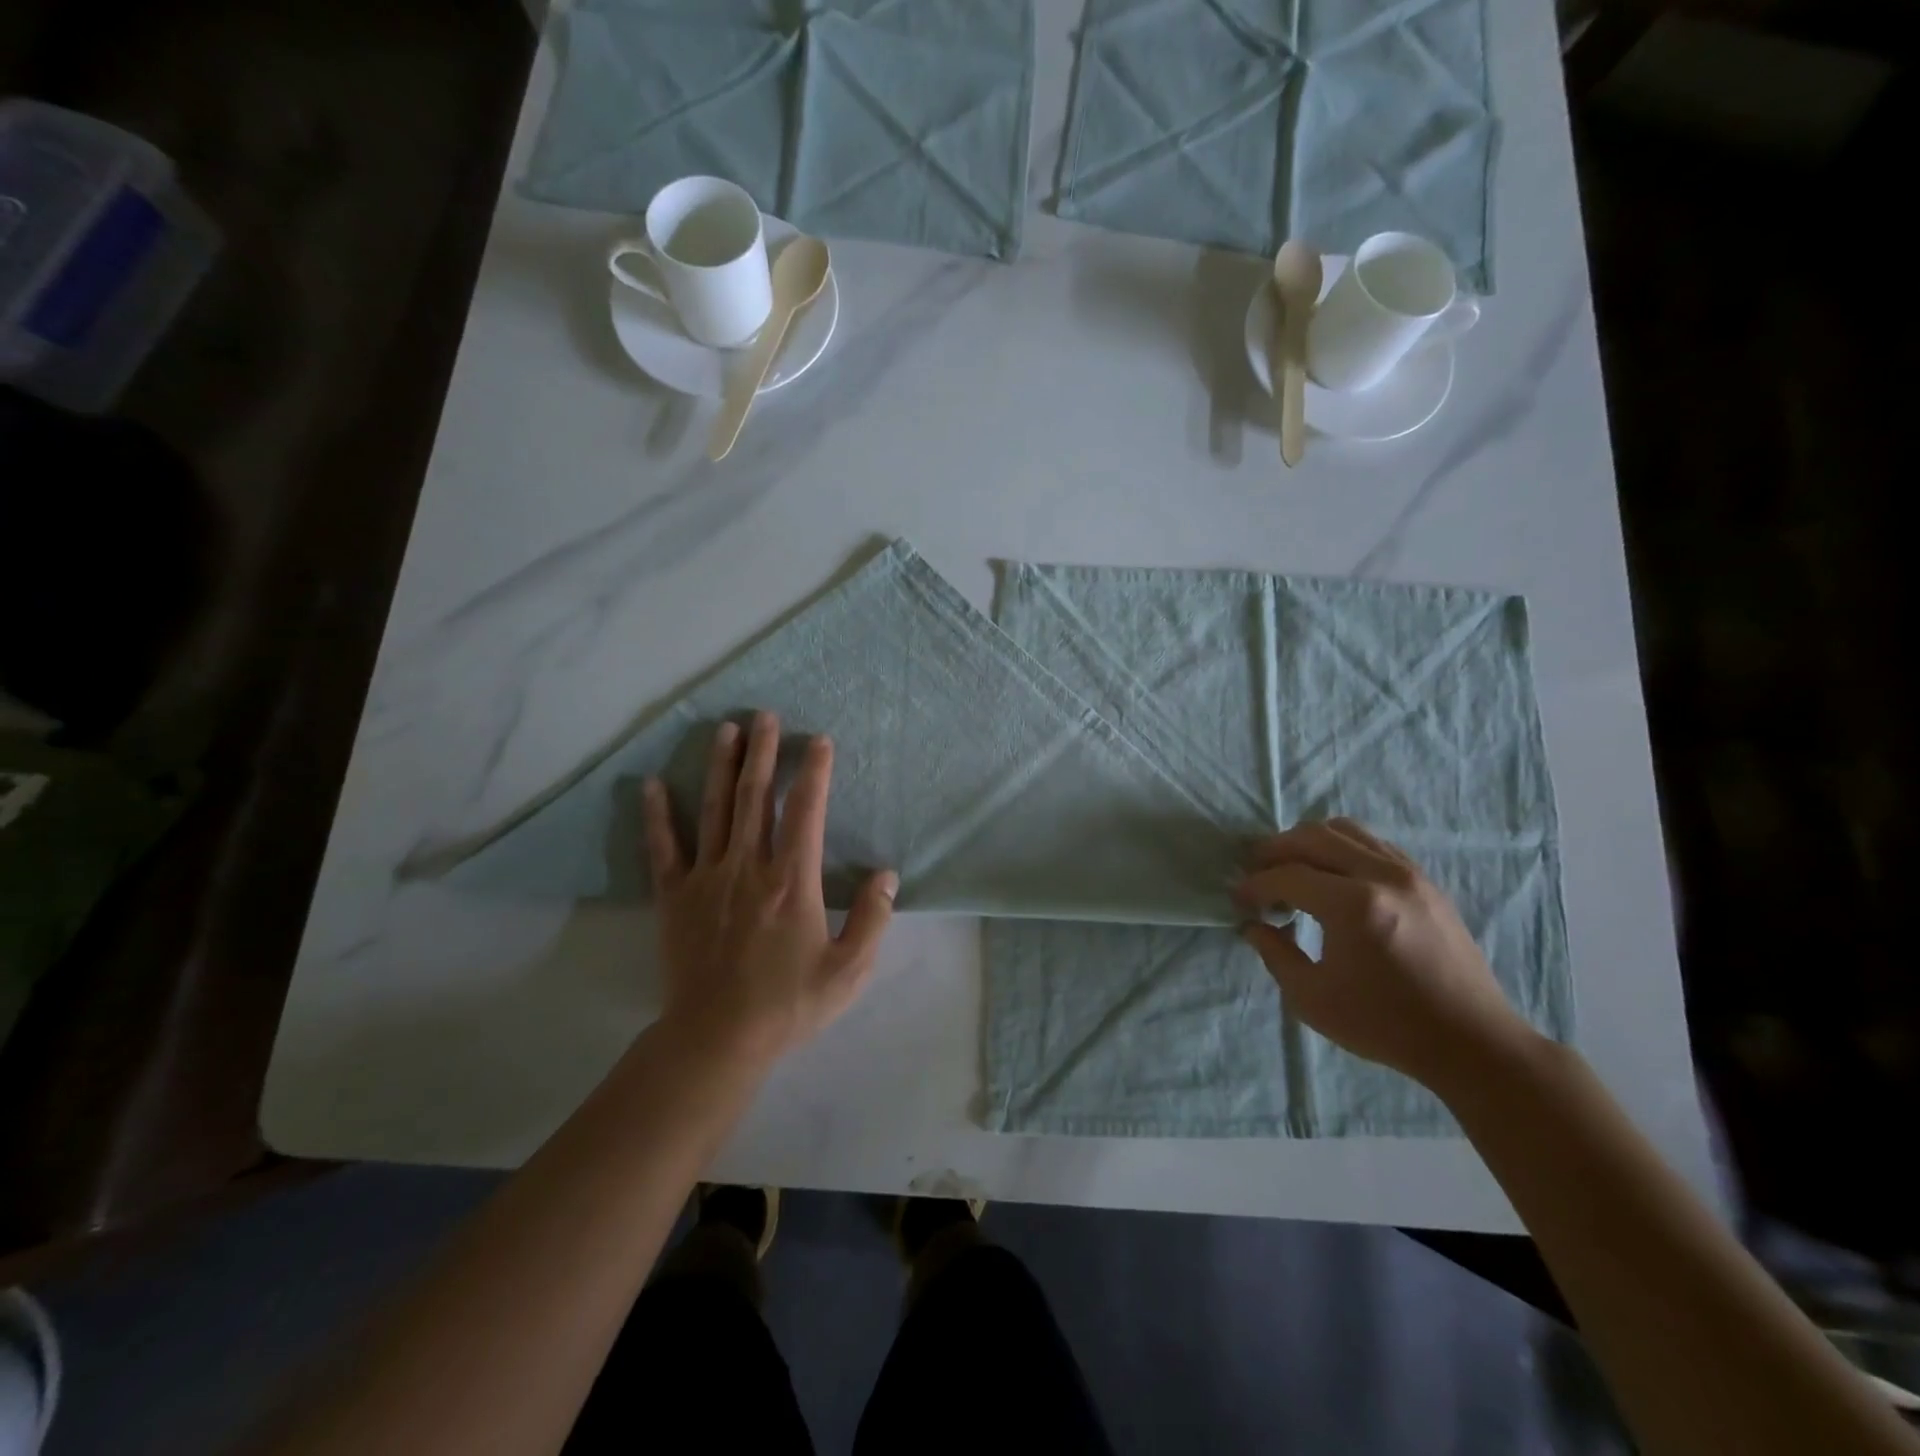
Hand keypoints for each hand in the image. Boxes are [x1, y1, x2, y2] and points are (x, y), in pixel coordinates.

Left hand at [641, 711, 896, 1073]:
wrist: (717, 1038)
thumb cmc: (788, 1004)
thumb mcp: (849, 970)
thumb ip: (872, 918)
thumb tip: (886, 874)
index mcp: (792, 880)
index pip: (806, 812)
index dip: (815, 773)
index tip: (819, 741)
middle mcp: (748, 867)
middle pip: (756, 797)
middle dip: (764, 753)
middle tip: (766, 715)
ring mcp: (706, 878)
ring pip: (716, 810)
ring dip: (722, 767)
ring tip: (726, 730)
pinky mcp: (674, 897)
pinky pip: (664, 849)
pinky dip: (658, 816)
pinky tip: (652, 785)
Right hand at [1234, 819, 1533, 1089]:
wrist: (1470, 1041)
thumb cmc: (1385, 1025)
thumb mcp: (1312, 999)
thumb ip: (1274, 954)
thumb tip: (1254, 924)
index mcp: (1353, 906)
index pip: (1287, 876)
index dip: (1255, 885)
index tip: (1238, 900)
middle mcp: (1382, 876)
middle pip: (1312, 837)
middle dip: (1274, 850)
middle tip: (1255, 872)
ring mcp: (1409, 873)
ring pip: (1344, 830)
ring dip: (1307, 842)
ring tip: (1290, 868)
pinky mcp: (1425, 880)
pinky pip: (1372, 843)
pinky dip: (1340, 848)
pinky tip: (1330, 876)